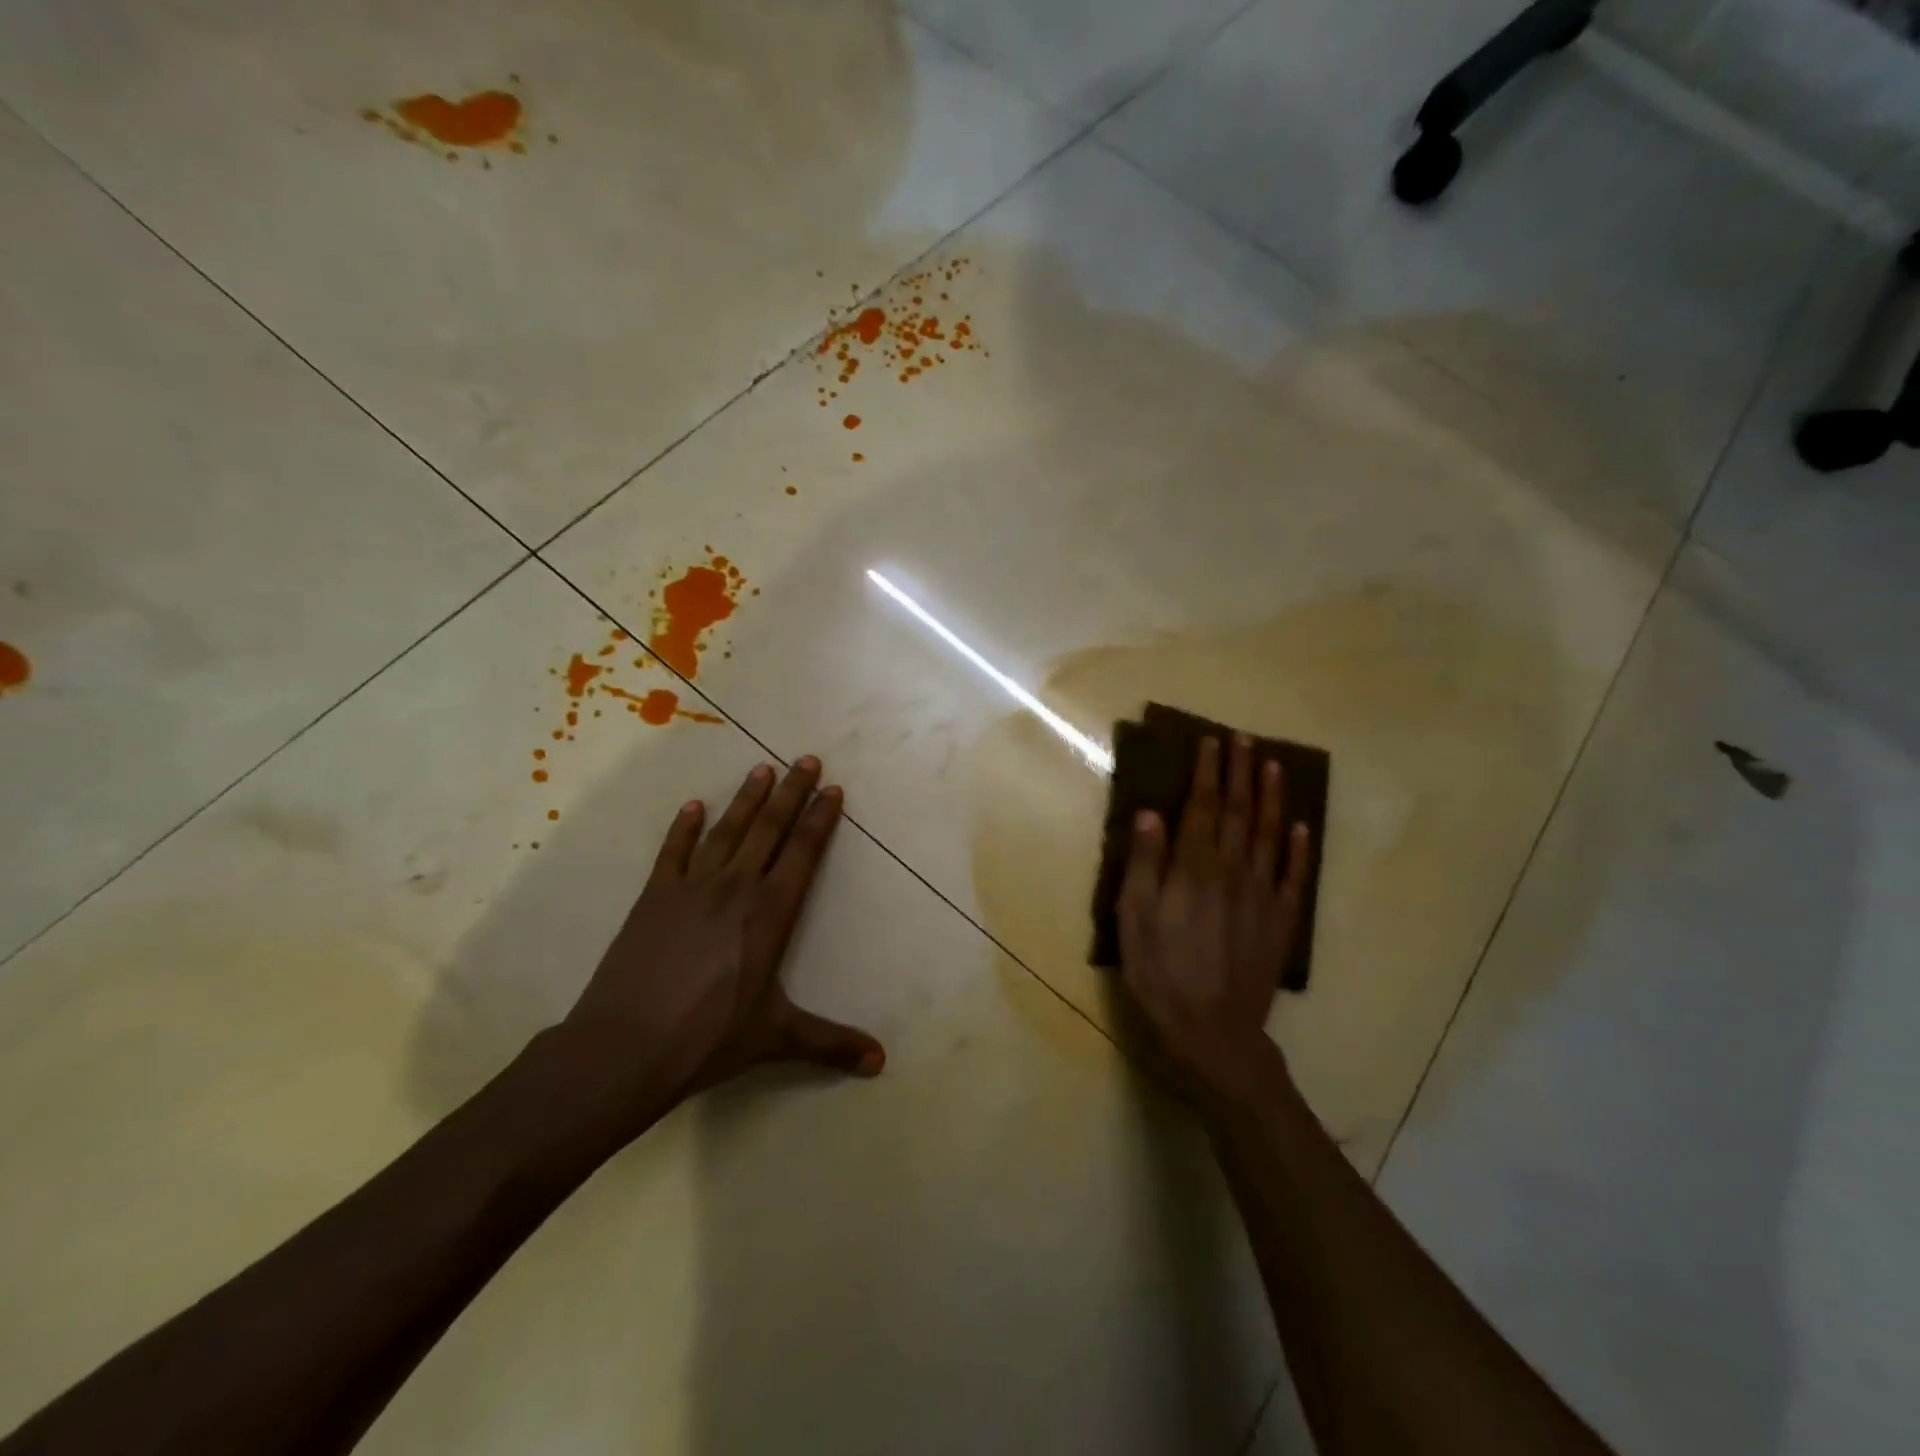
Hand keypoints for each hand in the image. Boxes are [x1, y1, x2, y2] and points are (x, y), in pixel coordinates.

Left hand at [557, 757, 883, 1127]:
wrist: (625, 1047)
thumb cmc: (708, 1038)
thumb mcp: (776, 1037)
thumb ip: (830, 1043)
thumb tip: (880, 1062)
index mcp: (770, 913)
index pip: (803, 854)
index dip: (820, 820)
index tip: (833, 790)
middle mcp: (736, 888)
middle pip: (769, 829)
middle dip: (791, 793)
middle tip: (806, 760)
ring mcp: (692, 888)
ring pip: (727, 831)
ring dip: (746, 798)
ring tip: (762, 768)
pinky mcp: (654, 896)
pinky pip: (674, 852)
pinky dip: (685, 827)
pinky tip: (694, 806)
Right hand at [1117, 735, 1310, 1108]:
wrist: (1212, 1030)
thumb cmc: (1160, 972)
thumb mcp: (1134, 919)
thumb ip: (1144, 864)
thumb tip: (1150, 813)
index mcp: (1194, 869)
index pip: (1203, 808)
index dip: (1208, 773)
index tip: (1211, 742)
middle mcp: (1233, 872)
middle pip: (1239, 813)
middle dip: (1241, 773)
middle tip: (1245, 739)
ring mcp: (1262, 896)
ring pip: (1270, 836)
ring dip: (1271, 798)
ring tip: (1274, 766)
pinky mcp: (1281, 922)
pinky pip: (1295, 877)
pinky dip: (1299, 849)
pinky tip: (1300, 827)